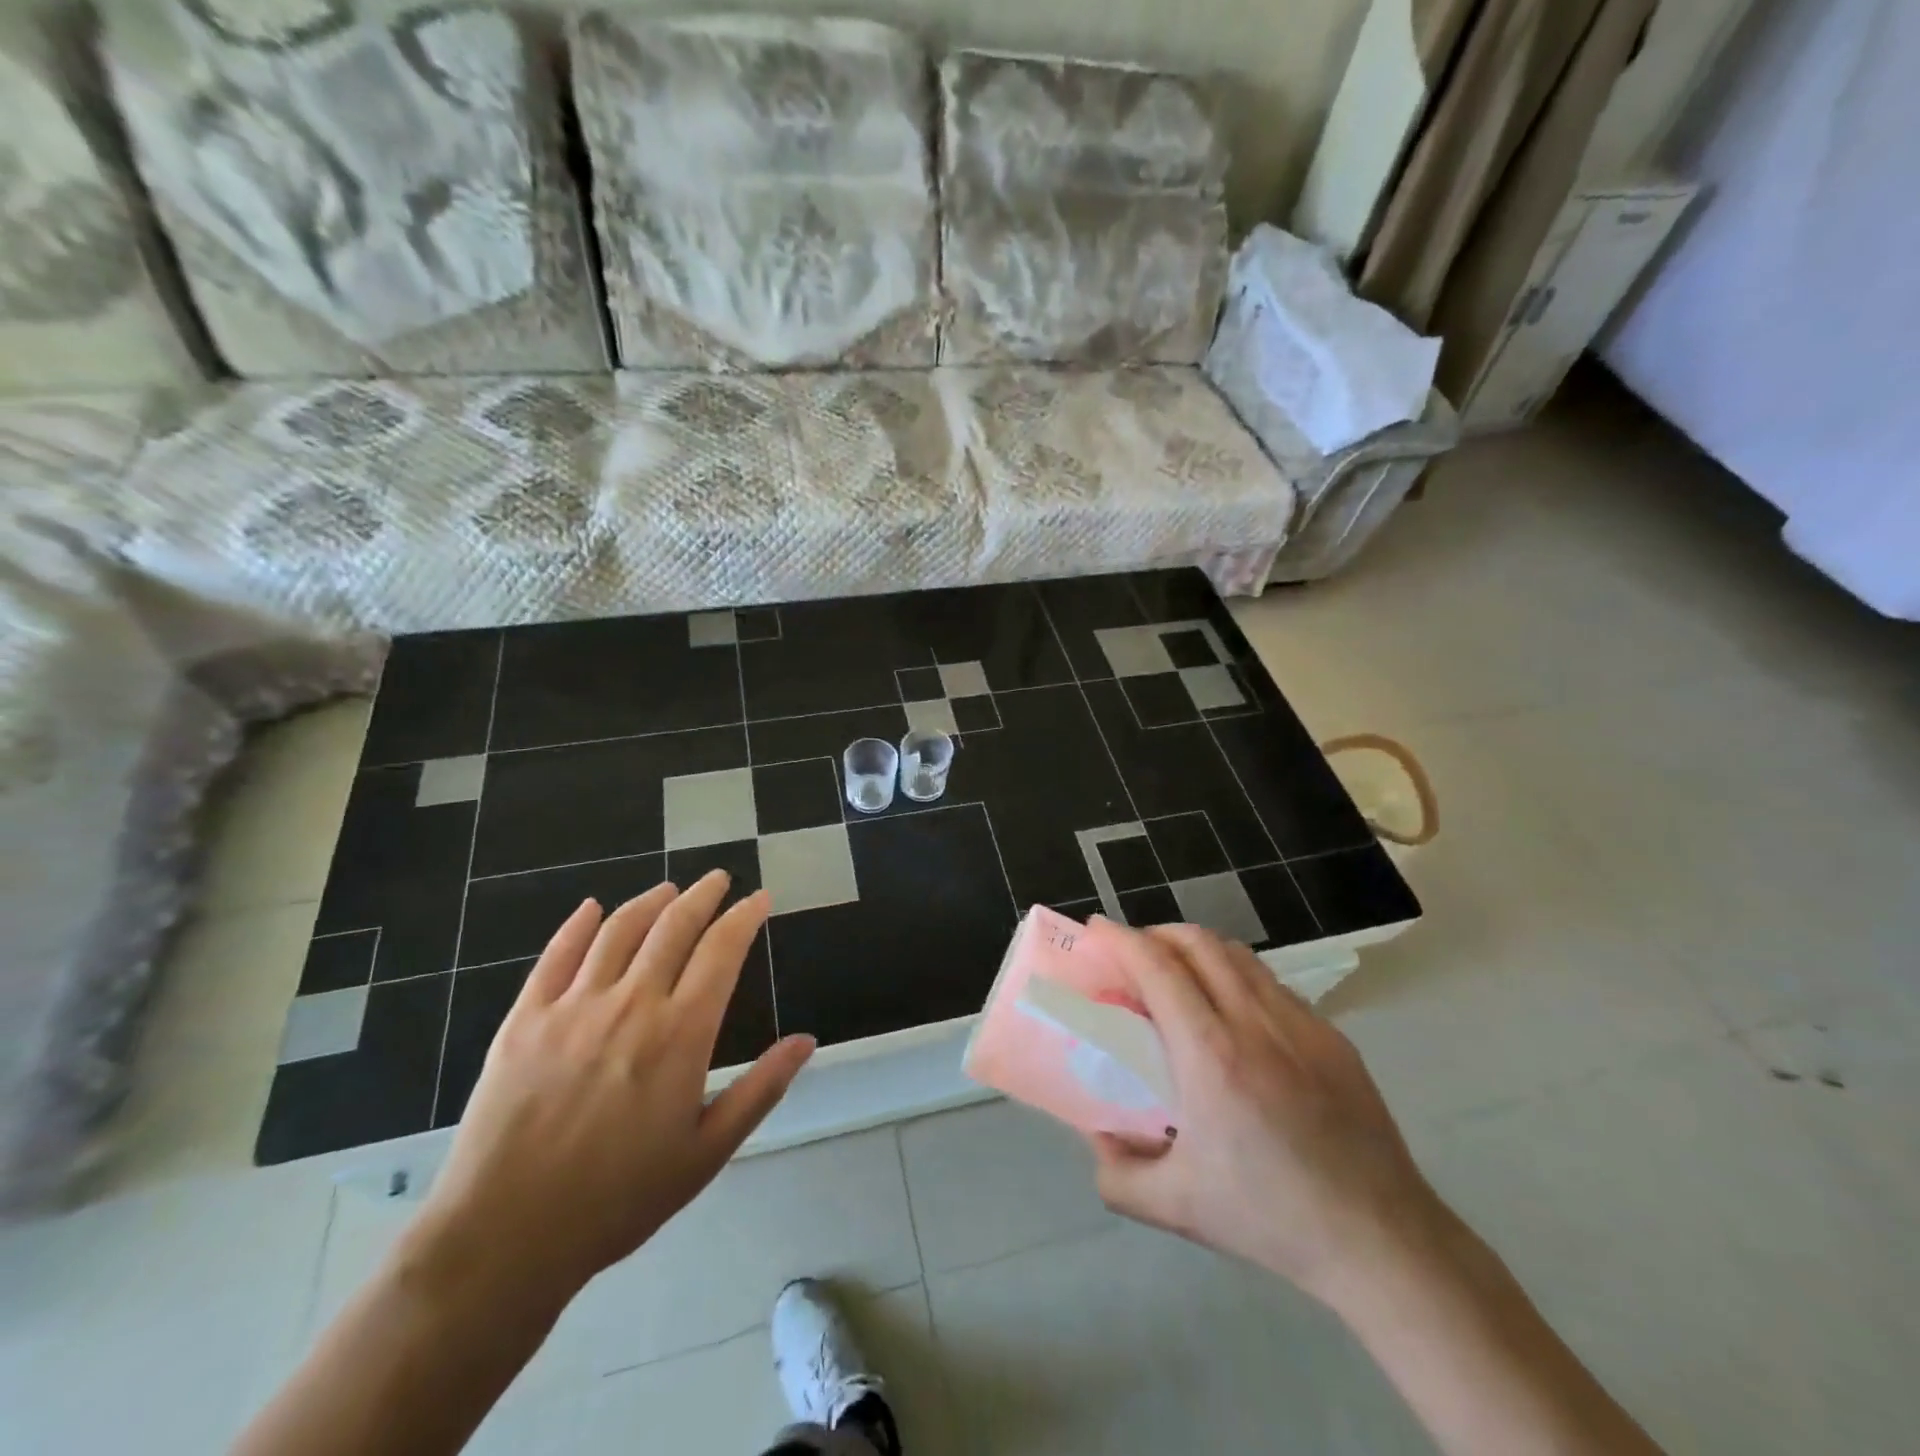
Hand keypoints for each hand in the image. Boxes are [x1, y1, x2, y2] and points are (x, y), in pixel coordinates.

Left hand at [408, 874, 814, 1309]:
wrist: (504, 1239)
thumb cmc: (618, 1200)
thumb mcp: (706, 1153)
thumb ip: (760, 1089)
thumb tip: (805, 1040)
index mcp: (680, 1034)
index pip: (722, 950)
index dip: (745, 917)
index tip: (760, 899)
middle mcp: (631, 1004)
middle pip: (674, 926)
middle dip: (703, 895)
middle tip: (719, 880)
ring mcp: (573, 1007)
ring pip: (619, 930)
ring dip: (650, 901)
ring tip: (668, 889)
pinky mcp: (524, 1019)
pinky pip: (556, 955)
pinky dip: (578, 924)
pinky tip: (592, 909)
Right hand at [1085, 921, 1444, 1306]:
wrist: (1380, 1241)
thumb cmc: (1270, 1219)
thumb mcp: (1176, 1207)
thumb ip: (1117, 1175)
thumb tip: (1097, 1135)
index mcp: (1211, 1055)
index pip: (1158, 968)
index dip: (1121, 939)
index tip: (1096, 930)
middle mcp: (1255, 1023)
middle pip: (1198, 943)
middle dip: (1156, 933)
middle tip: (1133, 954)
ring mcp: (1300, 1024)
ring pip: (1238, 955)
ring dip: (1197, 949)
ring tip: (1179, 975)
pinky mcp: (1332, 1036)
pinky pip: (1271, 984)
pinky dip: (1237, 977)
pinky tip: (1233, 1015)